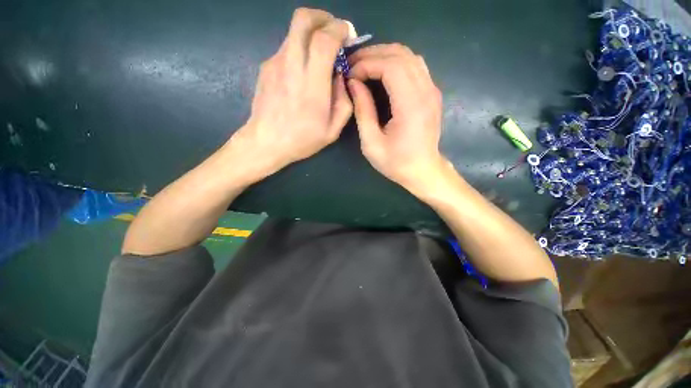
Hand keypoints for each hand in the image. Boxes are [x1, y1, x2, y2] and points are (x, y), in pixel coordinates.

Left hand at [230, 8, 352, 178]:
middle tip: (333, 31)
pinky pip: (287, 47)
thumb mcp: (333, 130)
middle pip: (303, 19)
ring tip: (320, 55)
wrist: (266, 142)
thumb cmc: (302, 140)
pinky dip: (300, 49)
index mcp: (312, 85)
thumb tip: (342, 77)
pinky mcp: (266, 66)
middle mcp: (292, 66)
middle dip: (323, 17)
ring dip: (311, 33)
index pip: (324, 39)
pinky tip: (303, 71)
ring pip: (294, 31)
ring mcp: (275, 63)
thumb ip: (344, 102)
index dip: (339, 29)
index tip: (348, 35)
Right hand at [347, 44, 446, 195]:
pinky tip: (382, 73)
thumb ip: (363, 111)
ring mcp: (432, 90)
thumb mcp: (372, 143)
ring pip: (409, 56)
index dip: (367, 64)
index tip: (349, 74)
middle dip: (373, 54)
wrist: (423, 171)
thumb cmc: (396, 162)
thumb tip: (353, 83)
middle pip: (400, 54)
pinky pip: (415, 66)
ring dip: (384, 55)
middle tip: (352, 65)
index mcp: (411, 105)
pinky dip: (396, 63)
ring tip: (364, 66)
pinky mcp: (432, 93)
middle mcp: (426, 91)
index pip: (390, 66)